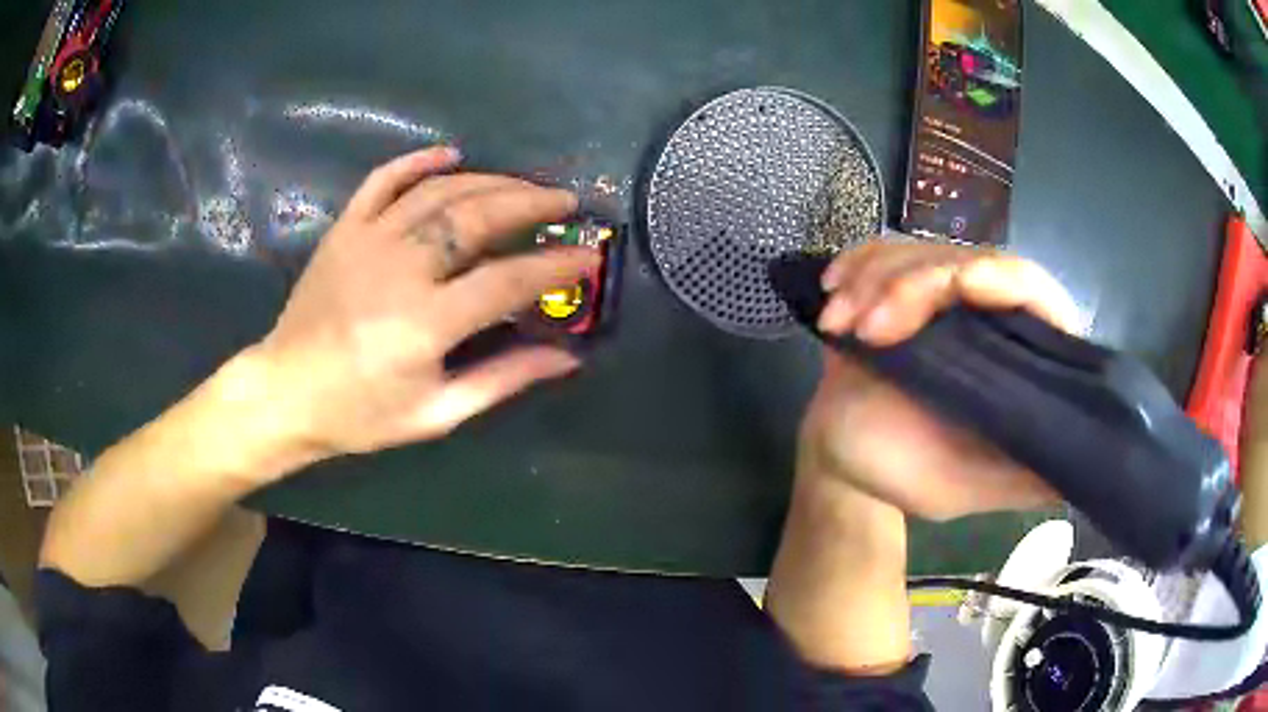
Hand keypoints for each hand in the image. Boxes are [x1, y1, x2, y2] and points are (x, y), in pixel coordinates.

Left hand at [250, 147, 596, 463]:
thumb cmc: (361, 413)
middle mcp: (400, 269)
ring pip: (440, 192)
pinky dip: (420, 160)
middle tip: (565, 203)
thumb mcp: (437, 413)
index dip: (556, 268)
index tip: (589, 258)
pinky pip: (384, 179)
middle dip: (531, 205)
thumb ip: (503, 379)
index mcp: (425, 323)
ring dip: (491, 181)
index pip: (508, 281)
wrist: (286, 392)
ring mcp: (368, 240)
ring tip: (525, 185)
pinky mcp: (344, 229)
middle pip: (478, 218)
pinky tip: (452, 153)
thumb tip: (566, 358)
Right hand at [799, 240, 1082, 519]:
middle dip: (911, 284)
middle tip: (868, 330)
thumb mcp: (965, 487)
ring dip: (874, 279)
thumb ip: (1022, 476)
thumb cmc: (901, 475)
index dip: (1005, 277)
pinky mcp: (900, 289)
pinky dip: (856, 265)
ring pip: (920, 251)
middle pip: (968, 260)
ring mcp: (942, 300)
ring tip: (840, 324)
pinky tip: (834, 292)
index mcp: (1014, 360)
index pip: (1034, 291)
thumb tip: (1093, 458)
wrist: (841, 459)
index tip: (958, 286)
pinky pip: (883, 252)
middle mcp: (987, 319)